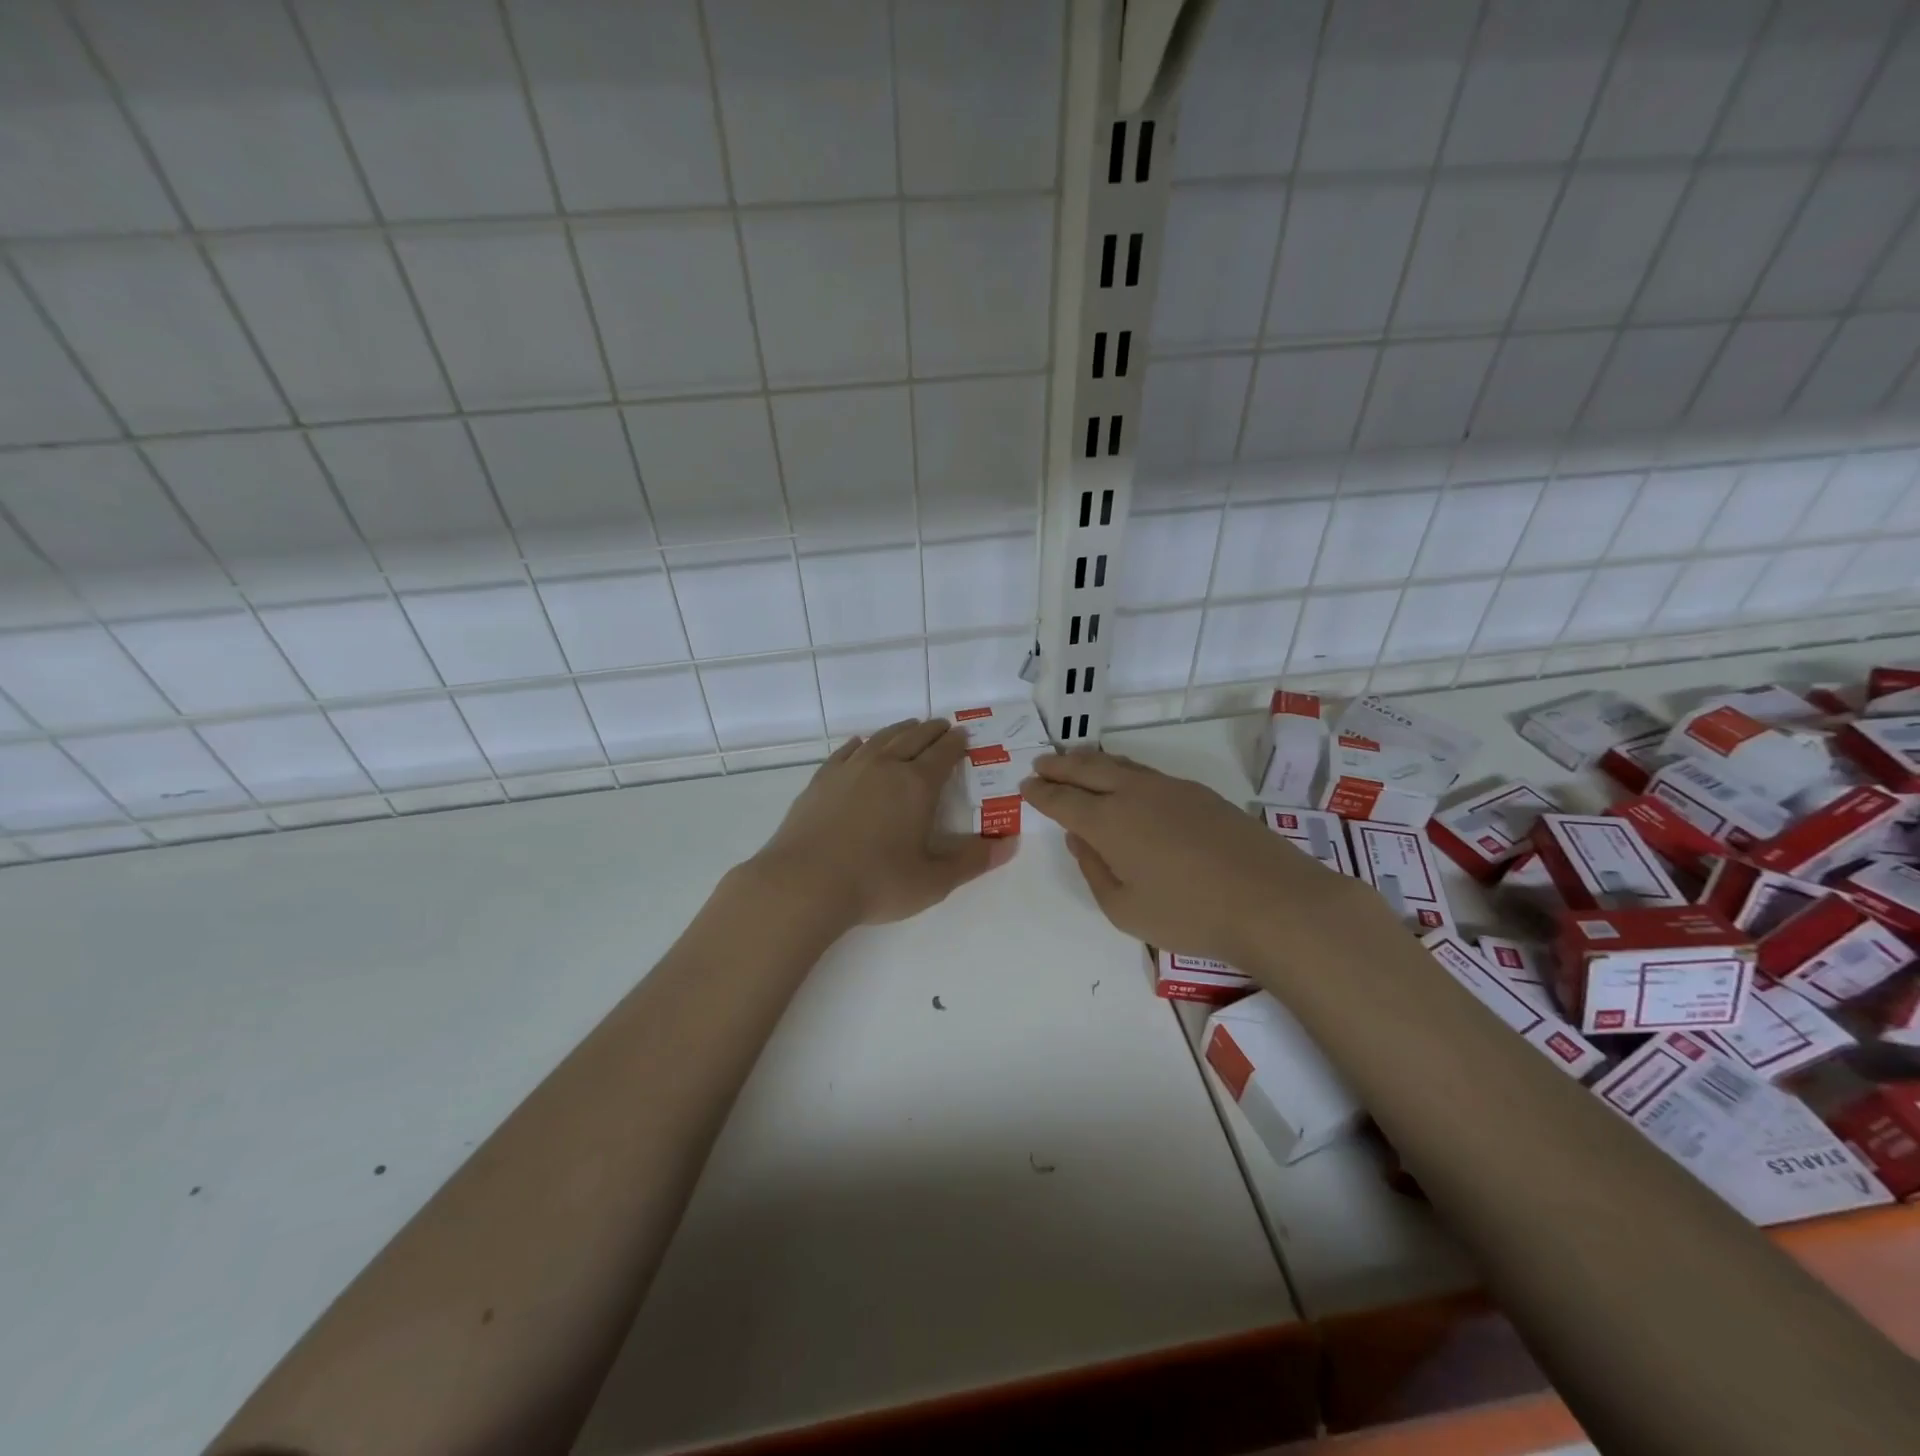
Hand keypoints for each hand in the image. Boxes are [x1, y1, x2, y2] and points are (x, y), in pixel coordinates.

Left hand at [750, 719, 1014, 927]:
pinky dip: (861, 743)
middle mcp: (885, 766)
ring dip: (901, 730)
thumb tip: (1010, 843)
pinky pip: (847, 751)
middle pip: (914, 738)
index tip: (964, 736)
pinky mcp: (822, 780)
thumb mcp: (933, 881)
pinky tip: (861, 743)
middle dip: (933, 731)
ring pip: (882, 738)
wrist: (804, 884)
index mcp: (917, 785)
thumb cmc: (876, 883)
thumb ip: (973, 861)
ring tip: (911, 727)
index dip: (956, 744)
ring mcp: (850, 770)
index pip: (943, 754)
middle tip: (943, 727)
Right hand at [1020, 750, 1387, 966]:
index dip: (1041, 792)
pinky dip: (1122, 769)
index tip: (1026, 785)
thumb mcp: (1125, 909)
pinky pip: (1146, 771)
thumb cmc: (1189, 915)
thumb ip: (1094, 870)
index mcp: (1108, 822)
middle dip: (1060, 765)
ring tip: (1075, 760)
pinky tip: (1124, 778)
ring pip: (1119, 764)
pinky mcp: (1198, 793)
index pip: (1063, 800)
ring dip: (1091, 761)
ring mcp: (1169, 788)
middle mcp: (1133, 794)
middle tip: (1042, 763)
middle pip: (1087, 769)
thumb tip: (1079, 839)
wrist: (1272, 901)